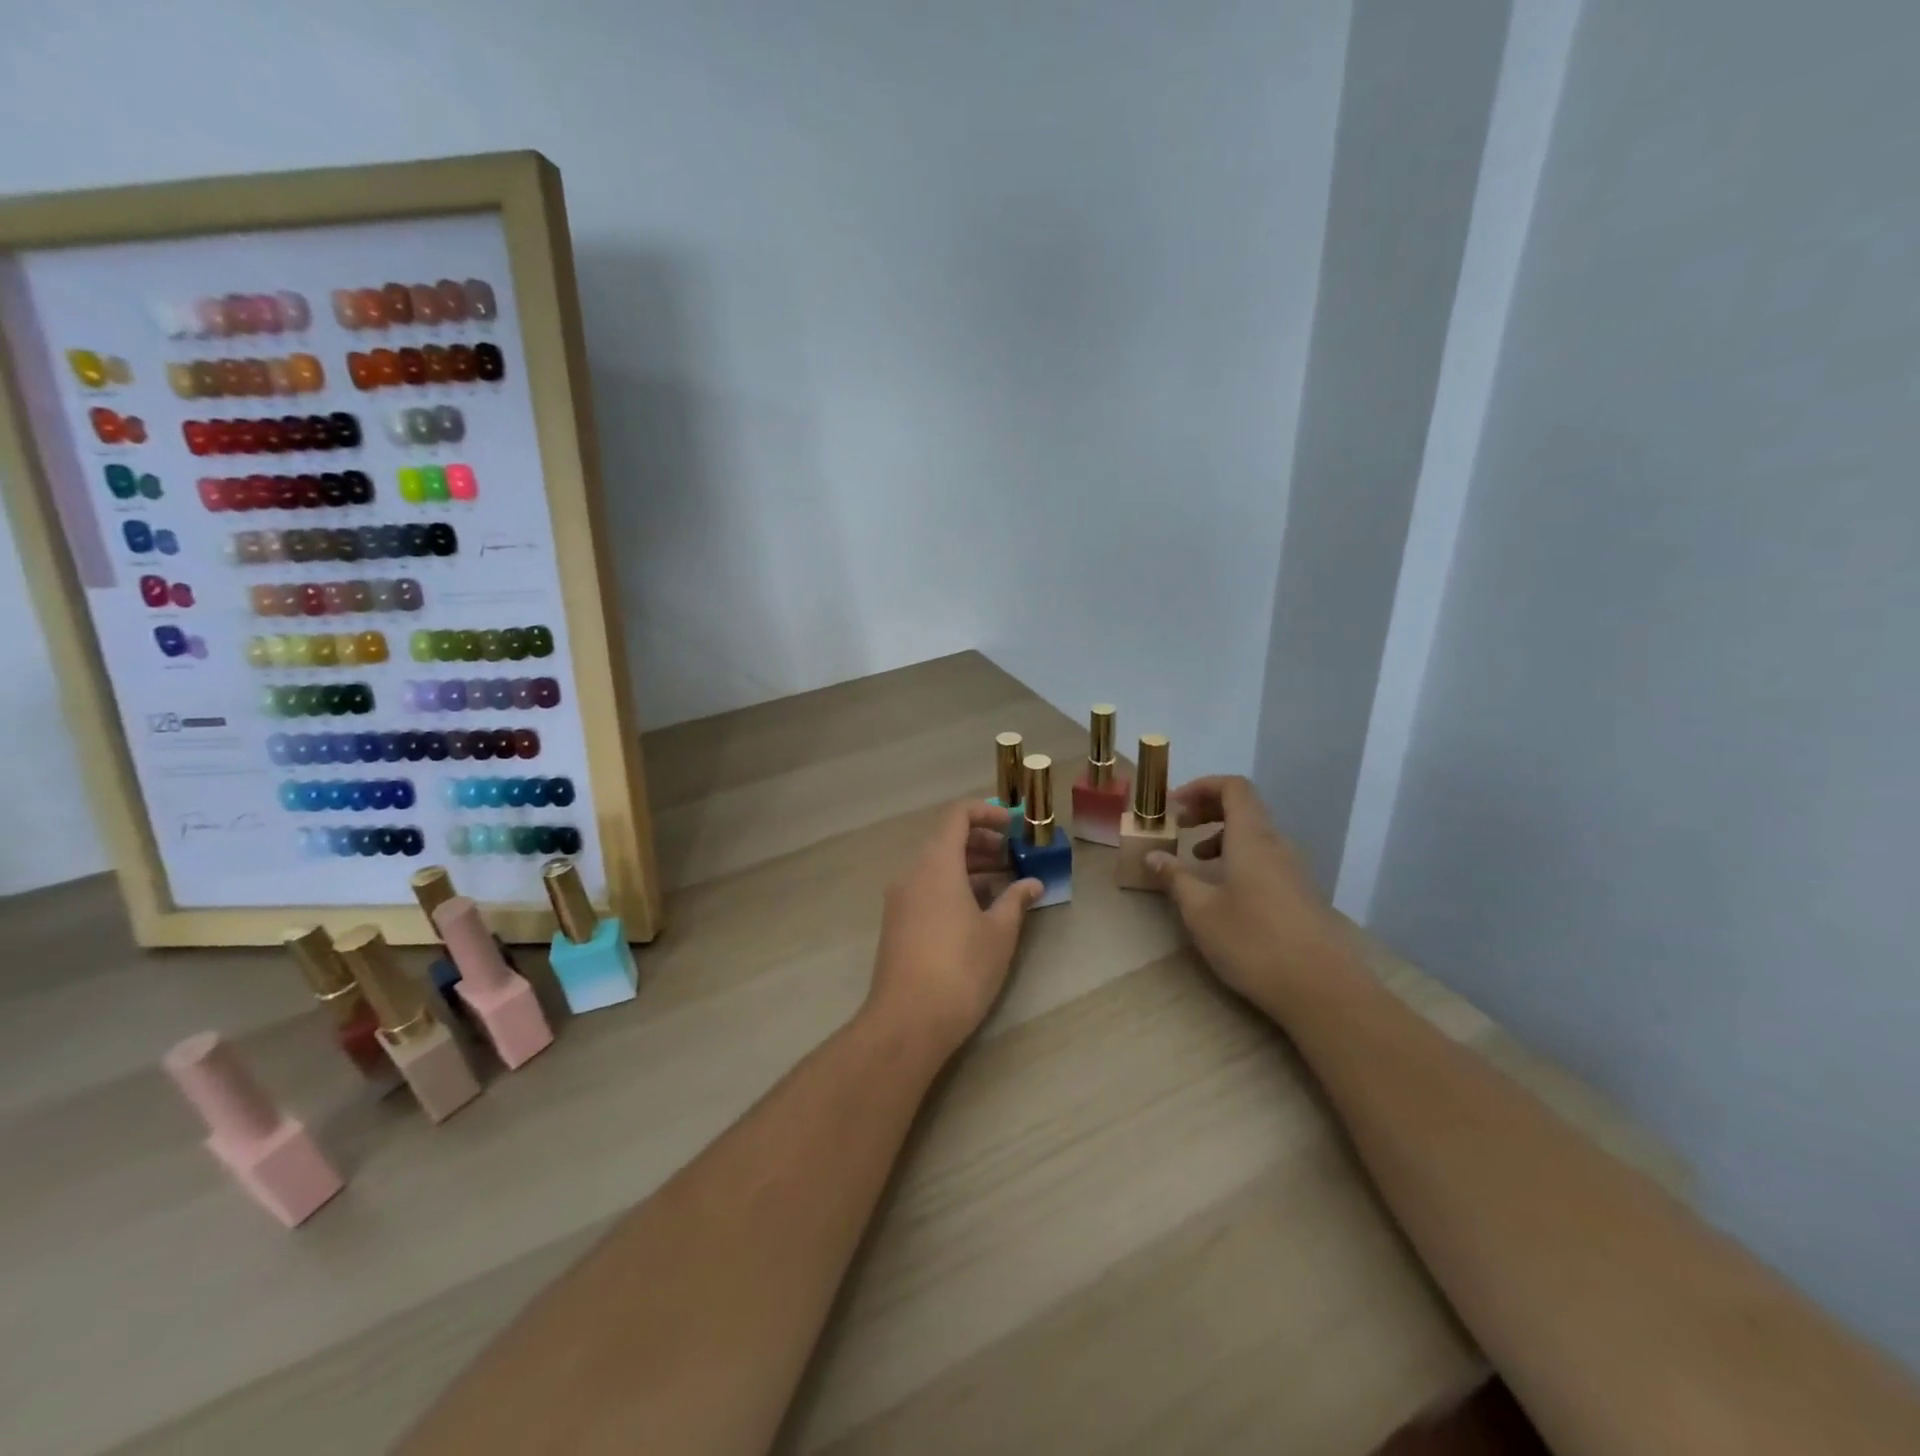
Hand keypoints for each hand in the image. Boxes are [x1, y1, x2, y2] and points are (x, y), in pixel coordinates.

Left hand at [866, 801, 1042, 1060]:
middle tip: (1014, 857)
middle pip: (946, 839)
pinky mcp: (897, 923)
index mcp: (936, 863)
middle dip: (982, 842)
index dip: (987, 812)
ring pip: (936, 866)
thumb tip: (1032, 884)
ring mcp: (900, 898)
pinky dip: (953, 886)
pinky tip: (979, 910)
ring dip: (969, 867)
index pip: (957, 815)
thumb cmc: (960, 969)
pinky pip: (927, 888)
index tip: (1013, 827)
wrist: (907, 1021)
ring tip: (1004, 885)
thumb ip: (1016, 900)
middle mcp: (912, 872)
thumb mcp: (999, 933)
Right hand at [1147, 775, 1355, 1010]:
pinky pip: (1266, 859)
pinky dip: (1239, 859)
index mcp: (1252, 838)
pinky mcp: (1301, 895)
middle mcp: (1277, 845)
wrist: (1322, 989)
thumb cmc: (1253, 942)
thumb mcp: (1200, 911)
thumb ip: (1175, 878)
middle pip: (1245, 808)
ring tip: (1196, 862)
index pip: (1233, 787)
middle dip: (1208, 809)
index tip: (1173, 806)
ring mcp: (1294, 870)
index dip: (1202, 786)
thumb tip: (1153, 856)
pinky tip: (1224, 893)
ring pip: (1255, 836)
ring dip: (1222, 837)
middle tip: (1179, 827)